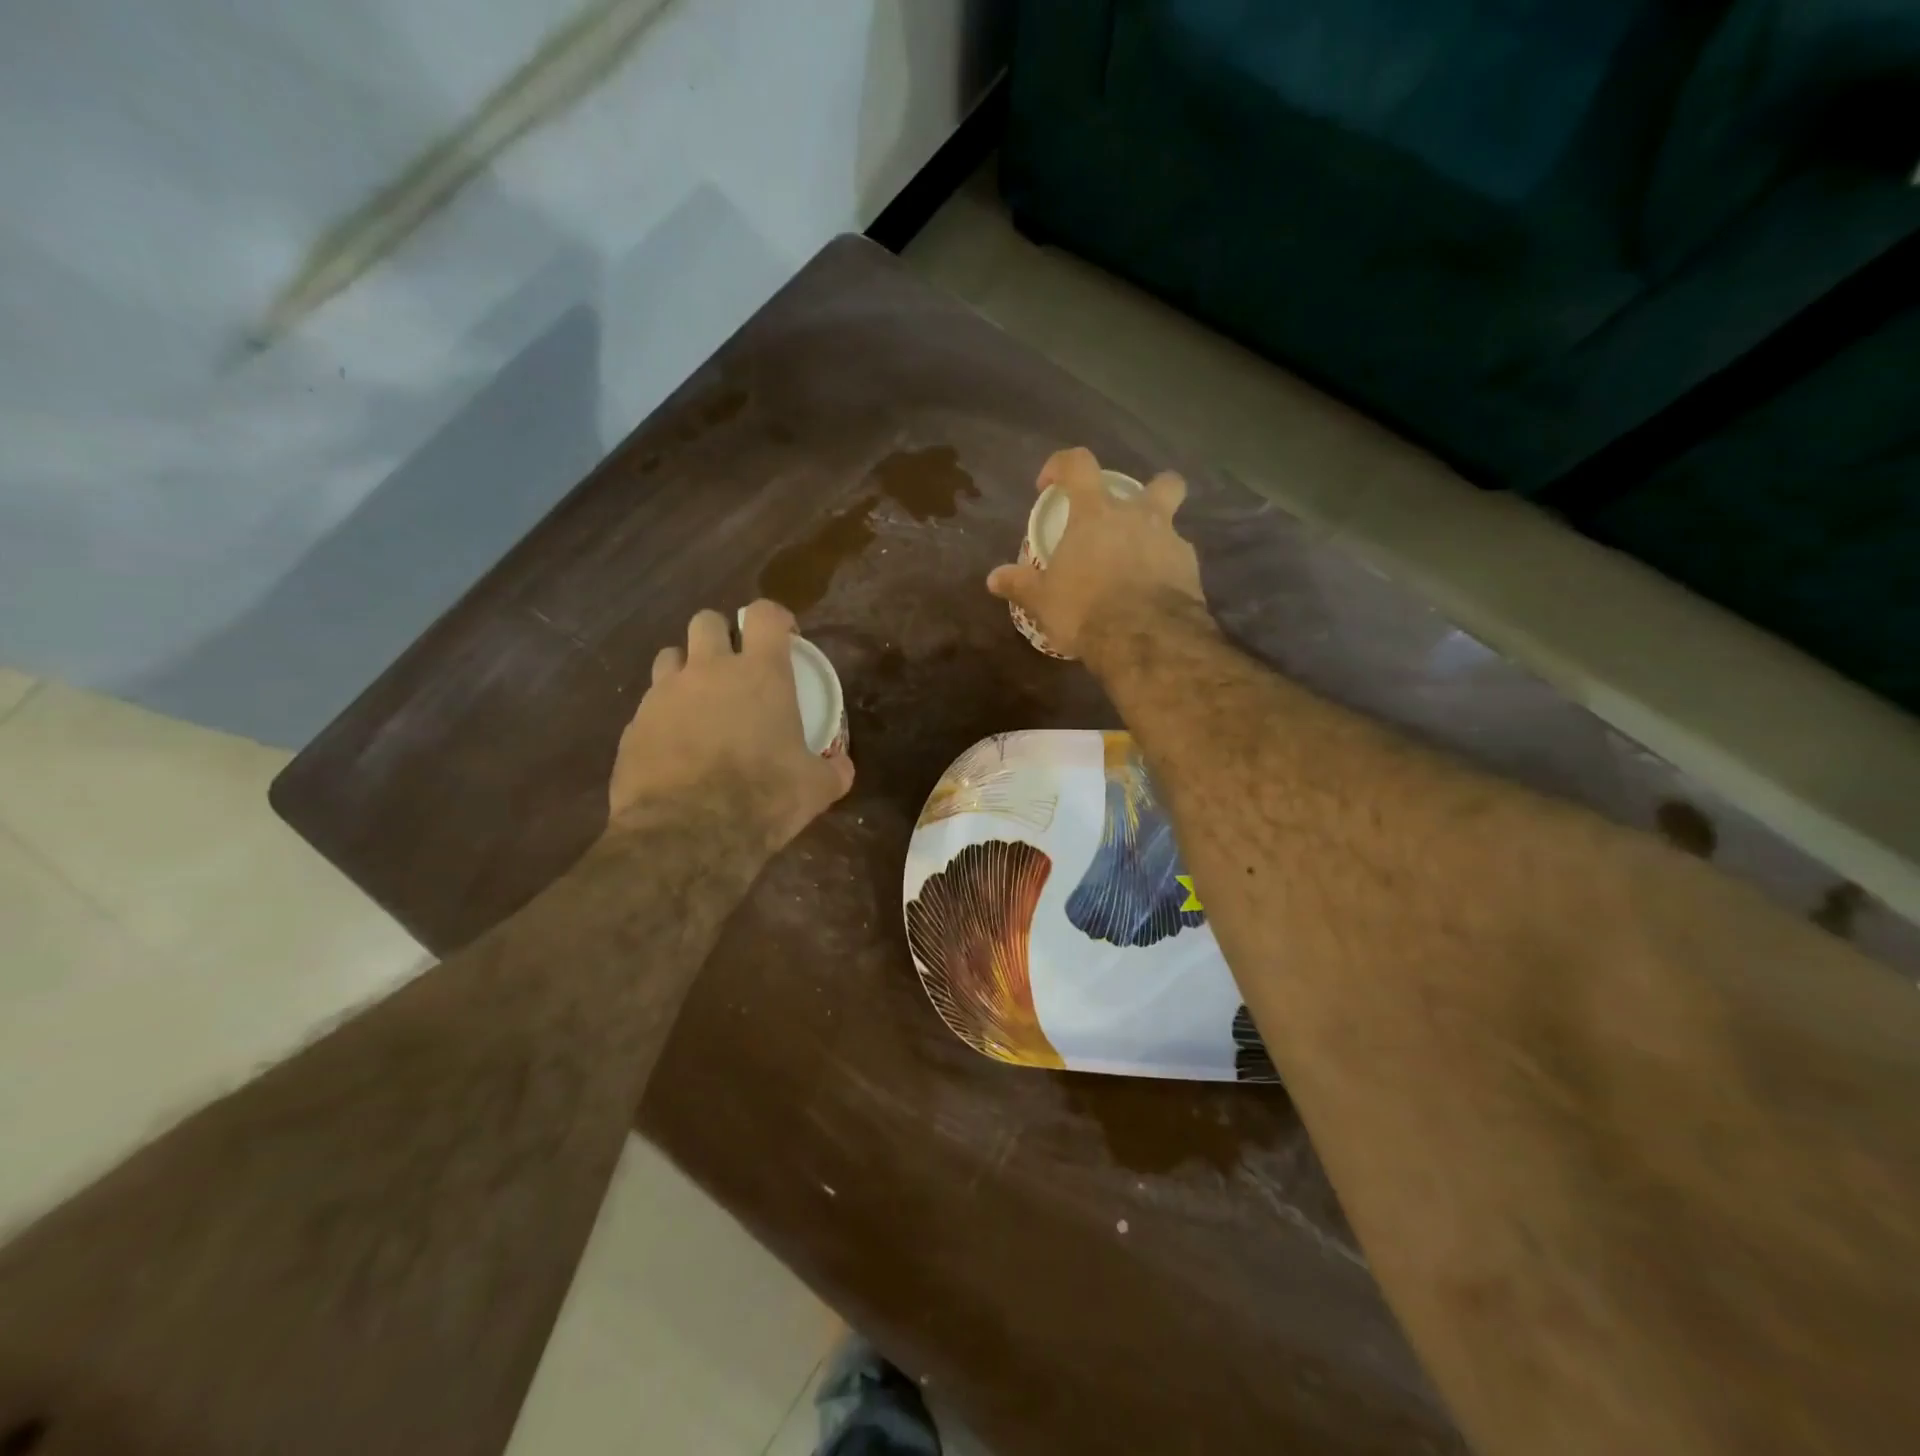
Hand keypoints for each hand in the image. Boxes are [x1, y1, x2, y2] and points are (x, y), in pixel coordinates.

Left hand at [608, 601, 854, 849]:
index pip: (765, 614)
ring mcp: (664, 694)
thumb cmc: (763, 798)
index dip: (776, 618)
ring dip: (687, 669)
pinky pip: (649, 704)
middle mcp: (709, 670)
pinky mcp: (633, 725)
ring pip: (670, 656)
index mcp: (760, 673)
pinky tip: (676, 746)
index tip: (784, 638)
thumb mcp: (816, 788)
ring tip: (700, 702)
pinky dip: (664, 715)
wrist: (688, 833)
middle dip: (722, 635)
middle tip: (735, 667)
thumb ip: (833, 770)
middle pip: (707, 620)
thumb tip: (841, 767)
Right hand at [986, 446, 1205, 661]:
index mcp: (1097, 513)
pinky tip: (1154, 596)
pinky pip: (1180, 563)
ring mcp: (1172, 542)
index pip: (1079, 464)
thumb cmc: (1084, 608)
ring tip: (1139, 567)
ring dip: (1159, 538)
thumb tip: (993, 578)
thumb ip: (1020, 584)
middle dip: (1150, 490)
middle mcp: (1140, 517)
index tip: (1048, 486)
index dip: (1061, 465)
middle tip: (1129, 518)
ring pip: (1174, 525)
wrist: (1144, 638)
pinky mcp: (1192, 572)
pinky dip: (1168, 573)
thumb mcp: (1042, 600)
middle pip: (1160, 483)